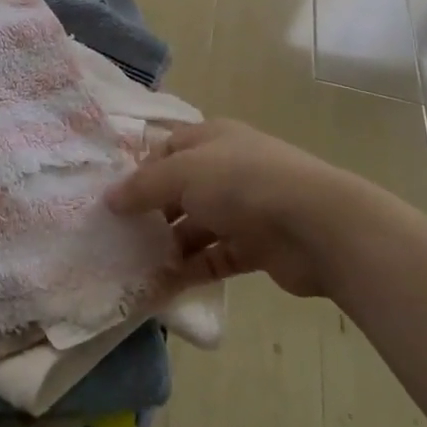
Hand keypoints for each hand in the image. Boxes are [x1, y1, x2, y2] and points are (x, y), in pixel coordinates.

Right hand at [106, 118, 391, 297]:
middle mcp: (226, 169)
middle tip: (117, 237)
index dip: (140, 171)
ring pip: (195, 227)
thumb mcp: (181, 173)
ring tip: (134, 266)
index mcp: (211, 139)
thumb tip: (109, 198)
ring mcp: (243, 209)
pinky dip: (190, 270)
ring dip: (168, 246)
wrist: (317, 226)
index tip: (114, 199)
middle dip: (150, 213)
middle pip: (179, 190)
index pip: (166, 149)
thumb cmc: (241, 182)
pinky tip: (161, 286)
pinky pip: (213, 258)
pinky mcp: (256, 247)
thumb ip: (142, 186)